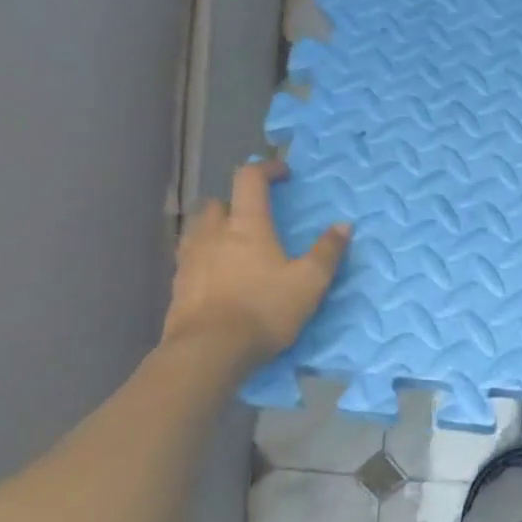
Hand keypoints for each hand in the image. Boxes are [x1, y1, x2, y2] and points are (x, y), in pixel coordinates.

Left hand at [161, 159, 350, 363]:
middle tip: (255, 216)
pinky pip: (190, 258)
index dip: (266, 169)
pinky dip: (205, 256)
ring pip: (199, 228)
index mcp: (247, 225)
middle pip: (218, 202)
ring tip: (234, 245)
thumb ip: (327, 251)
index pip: (250, 179)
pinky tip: (218, 276)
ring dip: (216, 227)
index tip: (283, 174)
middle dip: (236, 202)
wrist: (208, 351)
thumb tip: (344, 225)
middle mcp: (213, 233)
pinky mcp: (177, 286)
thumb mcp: (310, 282)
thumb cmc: (264, 309)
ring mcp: (190, 259)